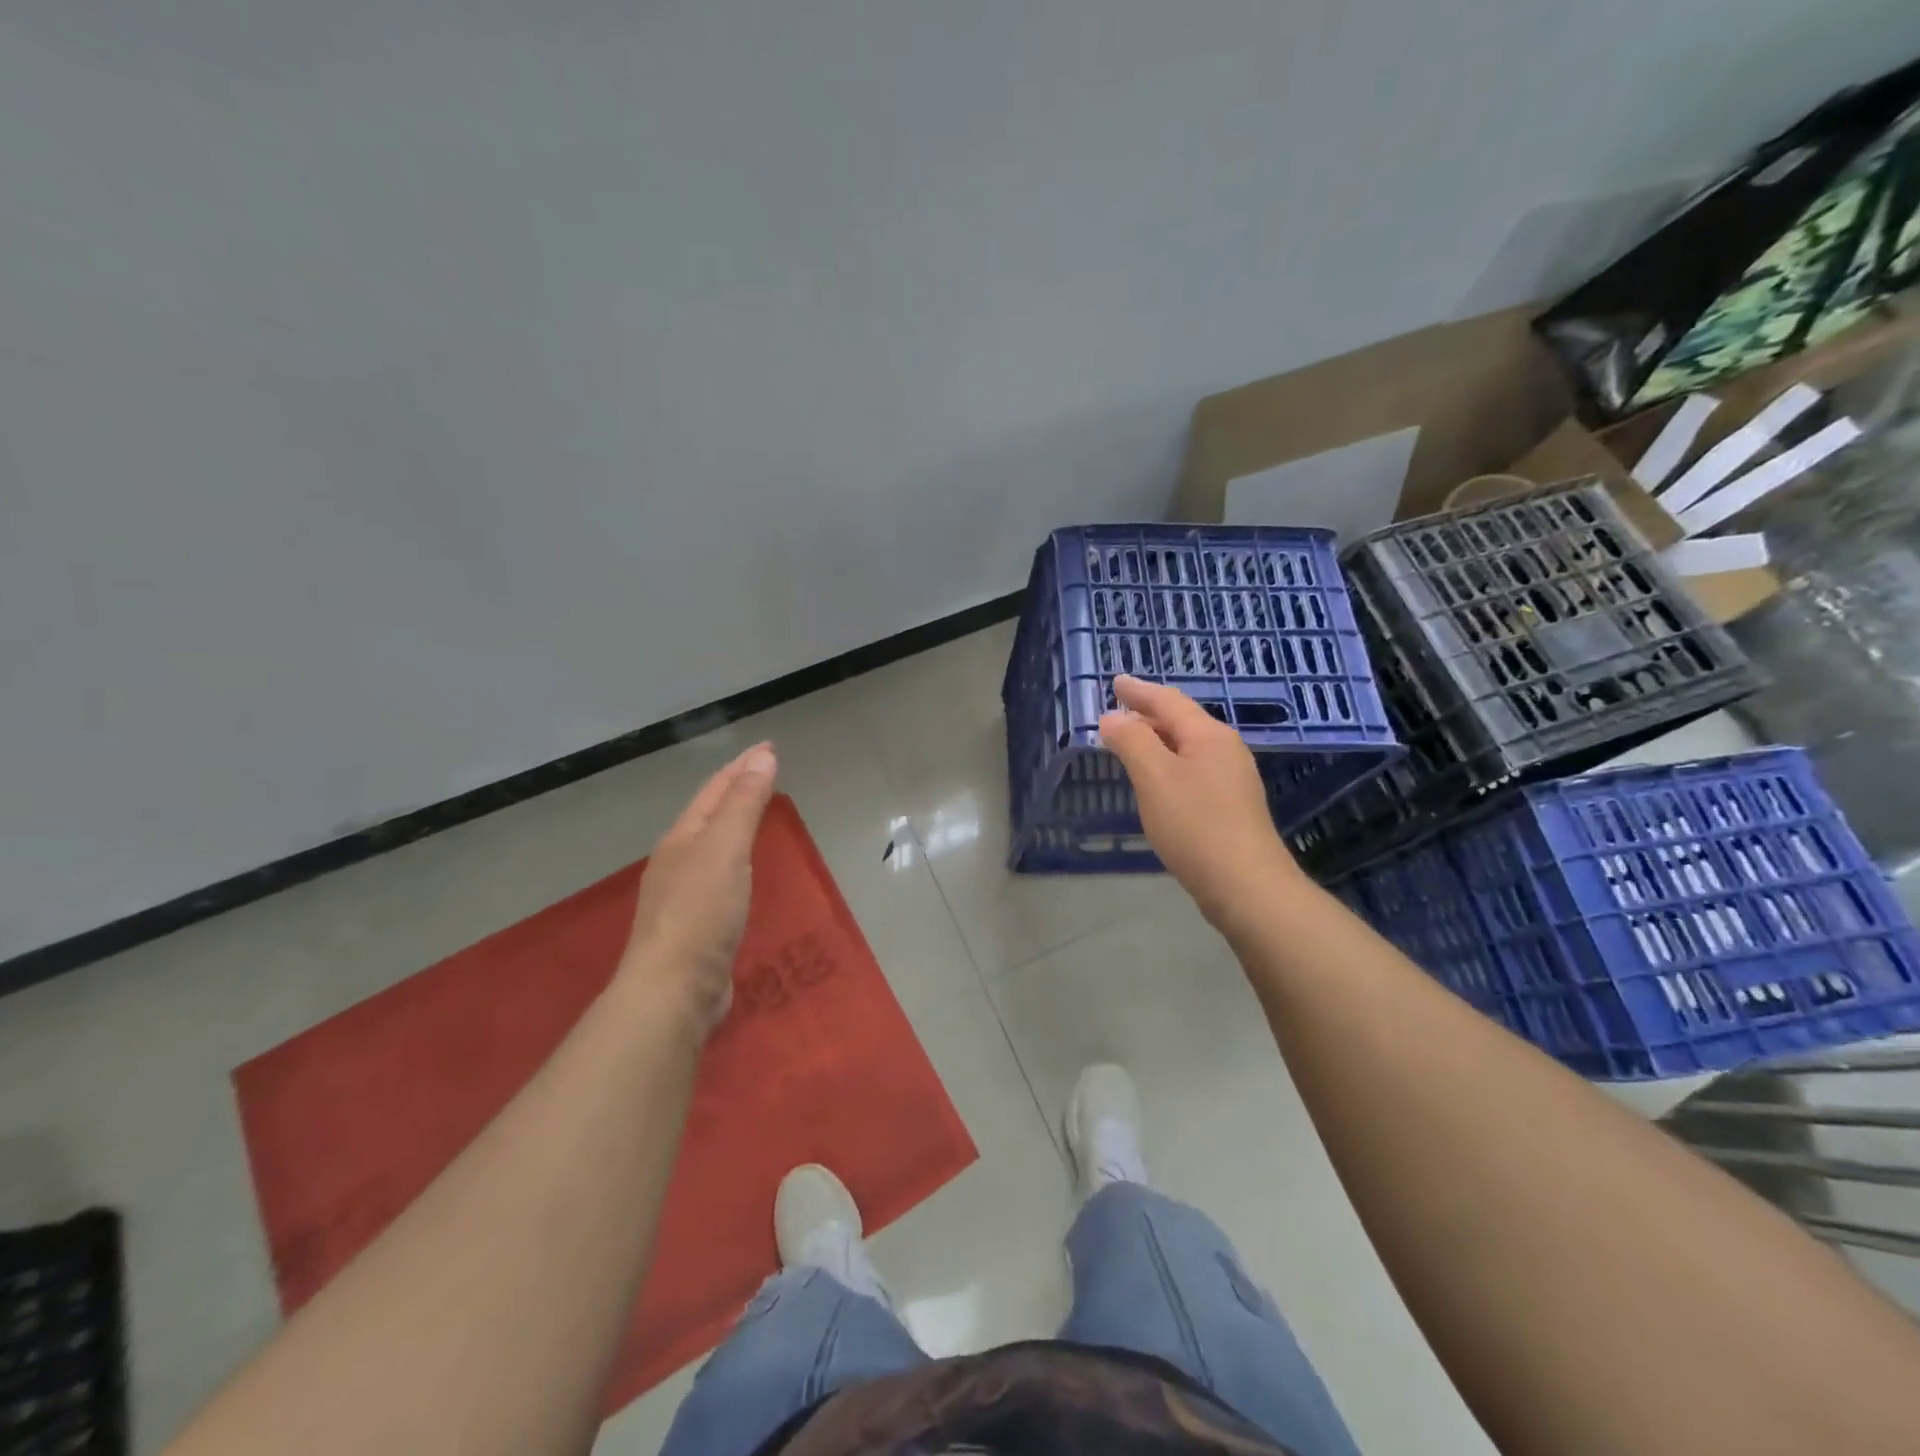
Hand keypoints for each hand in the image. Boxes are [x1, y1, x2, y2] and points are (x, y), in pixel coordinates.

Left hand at [619, 742, 777, 1036]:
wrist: (673, 990)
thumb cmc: (701, 911)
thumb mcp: (725, 848)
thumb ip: (744, 803)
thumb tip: (763, 756)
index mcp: (681, 838)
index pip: (715, 789)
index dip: (742, 765)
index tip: (769, 747)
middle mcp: (677, 861)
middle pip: (709, 814)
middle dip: (736, 790)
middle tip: (766, 774)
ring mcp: (683, 896)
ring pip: (713, 846)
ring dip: (735, 825)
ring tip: (759, 814)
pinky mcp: (696, 927)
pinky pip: (721, 876)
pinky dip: (738, 860)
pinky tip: (746, 872)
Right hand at [1098, 675, 1302, 931]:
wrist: (1246, 885)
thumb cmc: (1196, 826)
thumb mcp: (1154, 777)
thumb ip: (1131, 741)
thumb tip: (1112, 717)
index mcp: (1209, 735)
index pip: (1168, 701)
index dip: (1139, 691)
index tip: (1116, 682)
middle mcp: (1226, 749)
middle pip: (1182, 721)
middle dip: (1148, 713)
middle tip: (1118, 709)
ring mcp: (1233, 779)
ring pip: (1188, 746)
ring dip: (1158, 739)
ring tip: (1132, 741)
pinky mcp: (1232, 806)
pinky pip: (1193, 769)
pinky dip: (1168, 763)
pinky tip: (1157, 780)